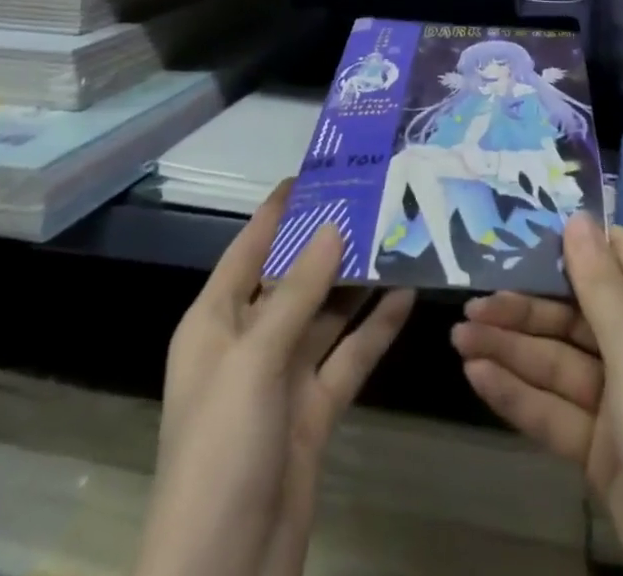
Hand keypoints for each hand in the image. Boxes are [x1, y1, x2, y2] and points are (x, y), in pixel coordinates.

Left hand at [139, 183, 415, 575]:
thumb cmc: (220, 452)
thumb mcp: (254, 361)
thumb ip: (296, 292)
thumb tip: (332, 226)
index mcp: (215, 322)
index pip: (249, 248)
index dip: (280, 209)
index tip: (319, 170)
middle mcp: (248, 341)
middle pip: (294, 277)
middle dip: (331, 240)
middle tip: (377, 197)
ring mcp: (283, 378)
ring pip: (326, 314)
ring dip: (358, 281)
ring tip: (400, 235)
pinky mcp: (313, 412)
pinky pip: (348, 357)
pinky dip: (374, 329)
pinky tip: (407, 295)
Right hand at [458, 214, 622, 575]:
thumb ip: (598, 286)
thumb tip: (578, 218)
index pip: (615, 258)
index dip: (572, 245)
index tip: (521, 234)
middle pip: (574, 314)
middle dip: (524, 310)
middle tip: (470, 306)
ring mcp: (620, 400)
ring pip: (558, 362)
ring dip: (511, 351)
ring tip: (459, 338)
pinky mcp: (602, 448)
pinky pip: (556, 410)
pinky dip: (519, 395)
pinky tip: (477, 377)